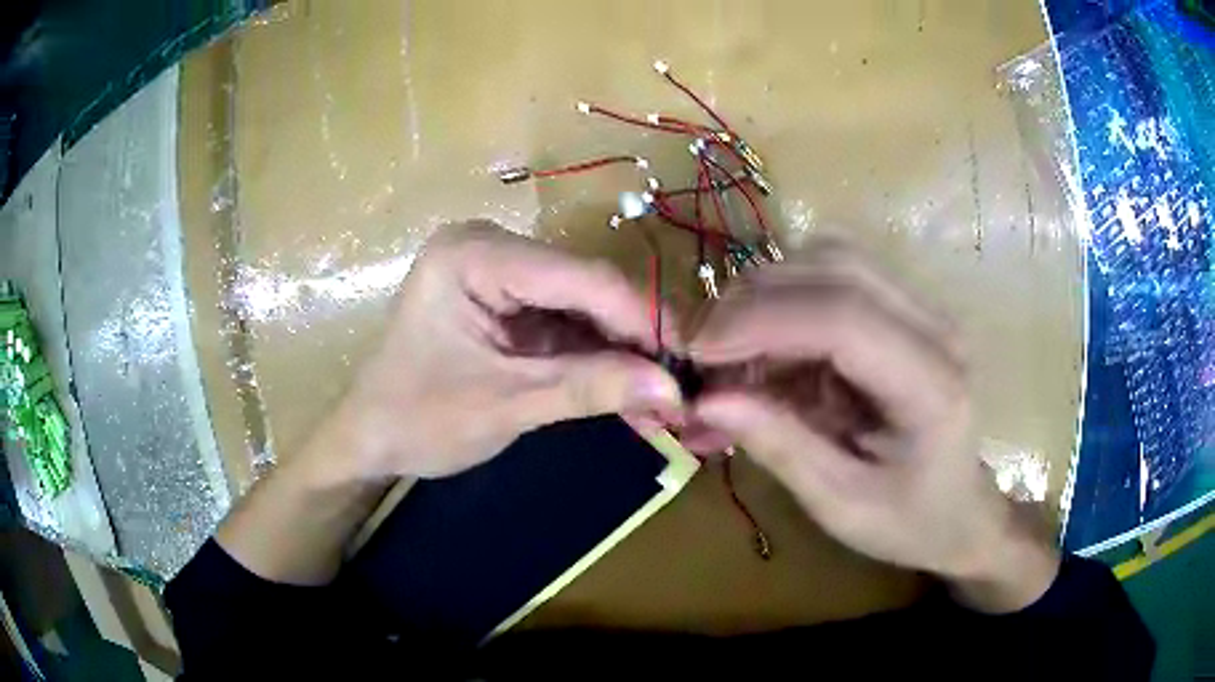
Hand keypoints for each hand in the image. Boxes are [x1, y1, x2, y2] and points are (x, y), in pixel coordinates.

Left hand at [332, 221, 682, 480]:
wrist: (370, 439)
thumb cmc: (417, 420)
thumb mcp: (505, 405)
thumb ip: (589, 388)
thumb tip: (673, 391)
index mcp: (472, 256)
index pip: (576, 276)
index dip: (641, 316)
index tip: (690, 359)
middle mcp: (488, 247)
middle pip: (583, 286)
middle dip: (634, 338)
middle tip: (682, 383)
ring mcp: (497, 272)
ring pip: (581, 306)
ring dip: (621, 352)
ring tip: (664, 394)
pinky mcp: (505, 300)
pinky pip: (564, 322)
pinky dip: (596, 356)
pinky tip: (629, 386)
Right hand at [688, 242, 1058, 612]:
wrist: (963, 510)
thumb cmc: (910, 521)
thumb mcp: (842, 505)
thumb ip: (780, 447)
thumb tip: (706, 399)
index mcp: (931, 385)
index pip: (844, 317)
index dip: (761, 321)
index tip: (696, 351)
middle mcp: (935, 327)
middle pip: (834, 267)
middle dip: (753, 301)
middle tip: (701, 351)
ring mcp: (923, 307)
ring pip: (831, 256)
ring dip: (768, 292)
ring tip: (733, 347)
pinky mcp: (904, 306)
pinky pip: (834, 272)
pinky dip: (787, 296)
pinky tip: (770, 342)